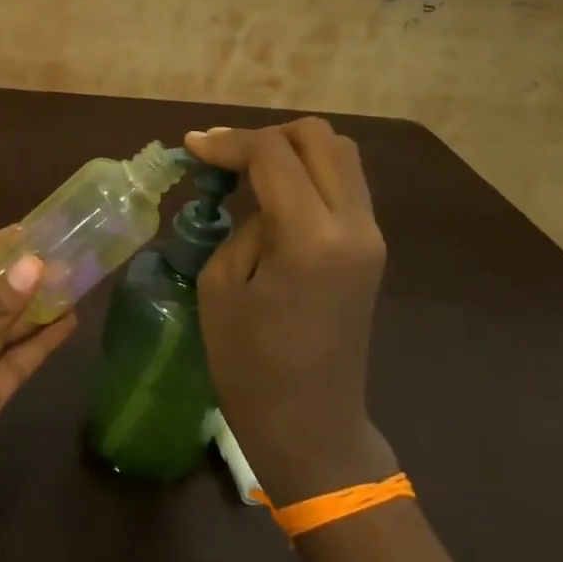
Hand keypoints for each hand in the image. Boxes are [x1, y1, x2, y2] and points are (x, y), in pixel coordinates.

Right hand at [185, 119, 394, 502]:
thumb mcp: (222, 286)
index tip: (191, 148)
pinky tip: (272, 197)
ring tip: (246, 173)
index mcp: (310, 236)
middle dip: (265, 136)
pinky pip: (344, 186)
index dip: (228, 142)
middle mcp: (353, 224)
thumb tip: (253, 198)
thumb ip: (242, 225)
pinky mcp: (371, 250)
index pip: (273, 154)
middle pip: (319, 138)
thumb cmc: (250, 365)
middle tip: (223, 158)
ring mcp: (371, 236)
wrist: (311, 424)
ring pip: (340, 156)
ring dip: (291, 151)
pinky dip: (308, 174)